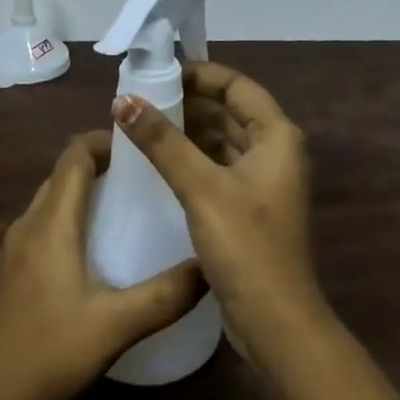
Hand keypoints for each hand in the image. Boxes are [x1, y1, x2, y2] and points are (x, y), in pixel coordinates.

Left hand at [0, 133, 205, 399]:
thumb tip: (210, 265)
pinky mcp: (9, 271)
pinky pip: (42, 225)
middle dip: (100, 164)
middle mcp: (28, 224)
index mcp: (51, 222)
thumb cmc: (49, 352)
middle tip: (143, 177)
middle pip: (62, 174)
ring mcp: (13, 248)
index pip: (74, 155)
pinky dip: (69, 218)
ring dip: (84, 192)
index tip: (140, 146)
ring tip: (125, 208)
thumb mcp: (116, 325)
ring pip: (51, 200)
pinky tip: (94, 251)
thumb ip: (165, 295)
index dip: (105, 140)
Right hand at [112, 62, 324, 369]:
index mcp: (276, 135)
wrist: (276, 324)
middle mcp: (275, 151)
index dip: (199, 75)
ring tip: (142, 127)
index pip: (236, 85)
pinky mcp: (249, 207)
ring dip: (187, 132)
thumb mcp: (201, 188)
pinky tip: (158, 162)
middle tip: (140, 101)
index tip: (157, 75)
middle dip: (187, 103)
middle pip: (228, 111)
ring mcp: (263, 181)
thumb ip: (162, 142)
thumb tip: (123, 100)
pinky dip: (192, 159)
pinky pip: (218, 167)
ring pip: (221, 140)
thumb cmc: (246, 247)